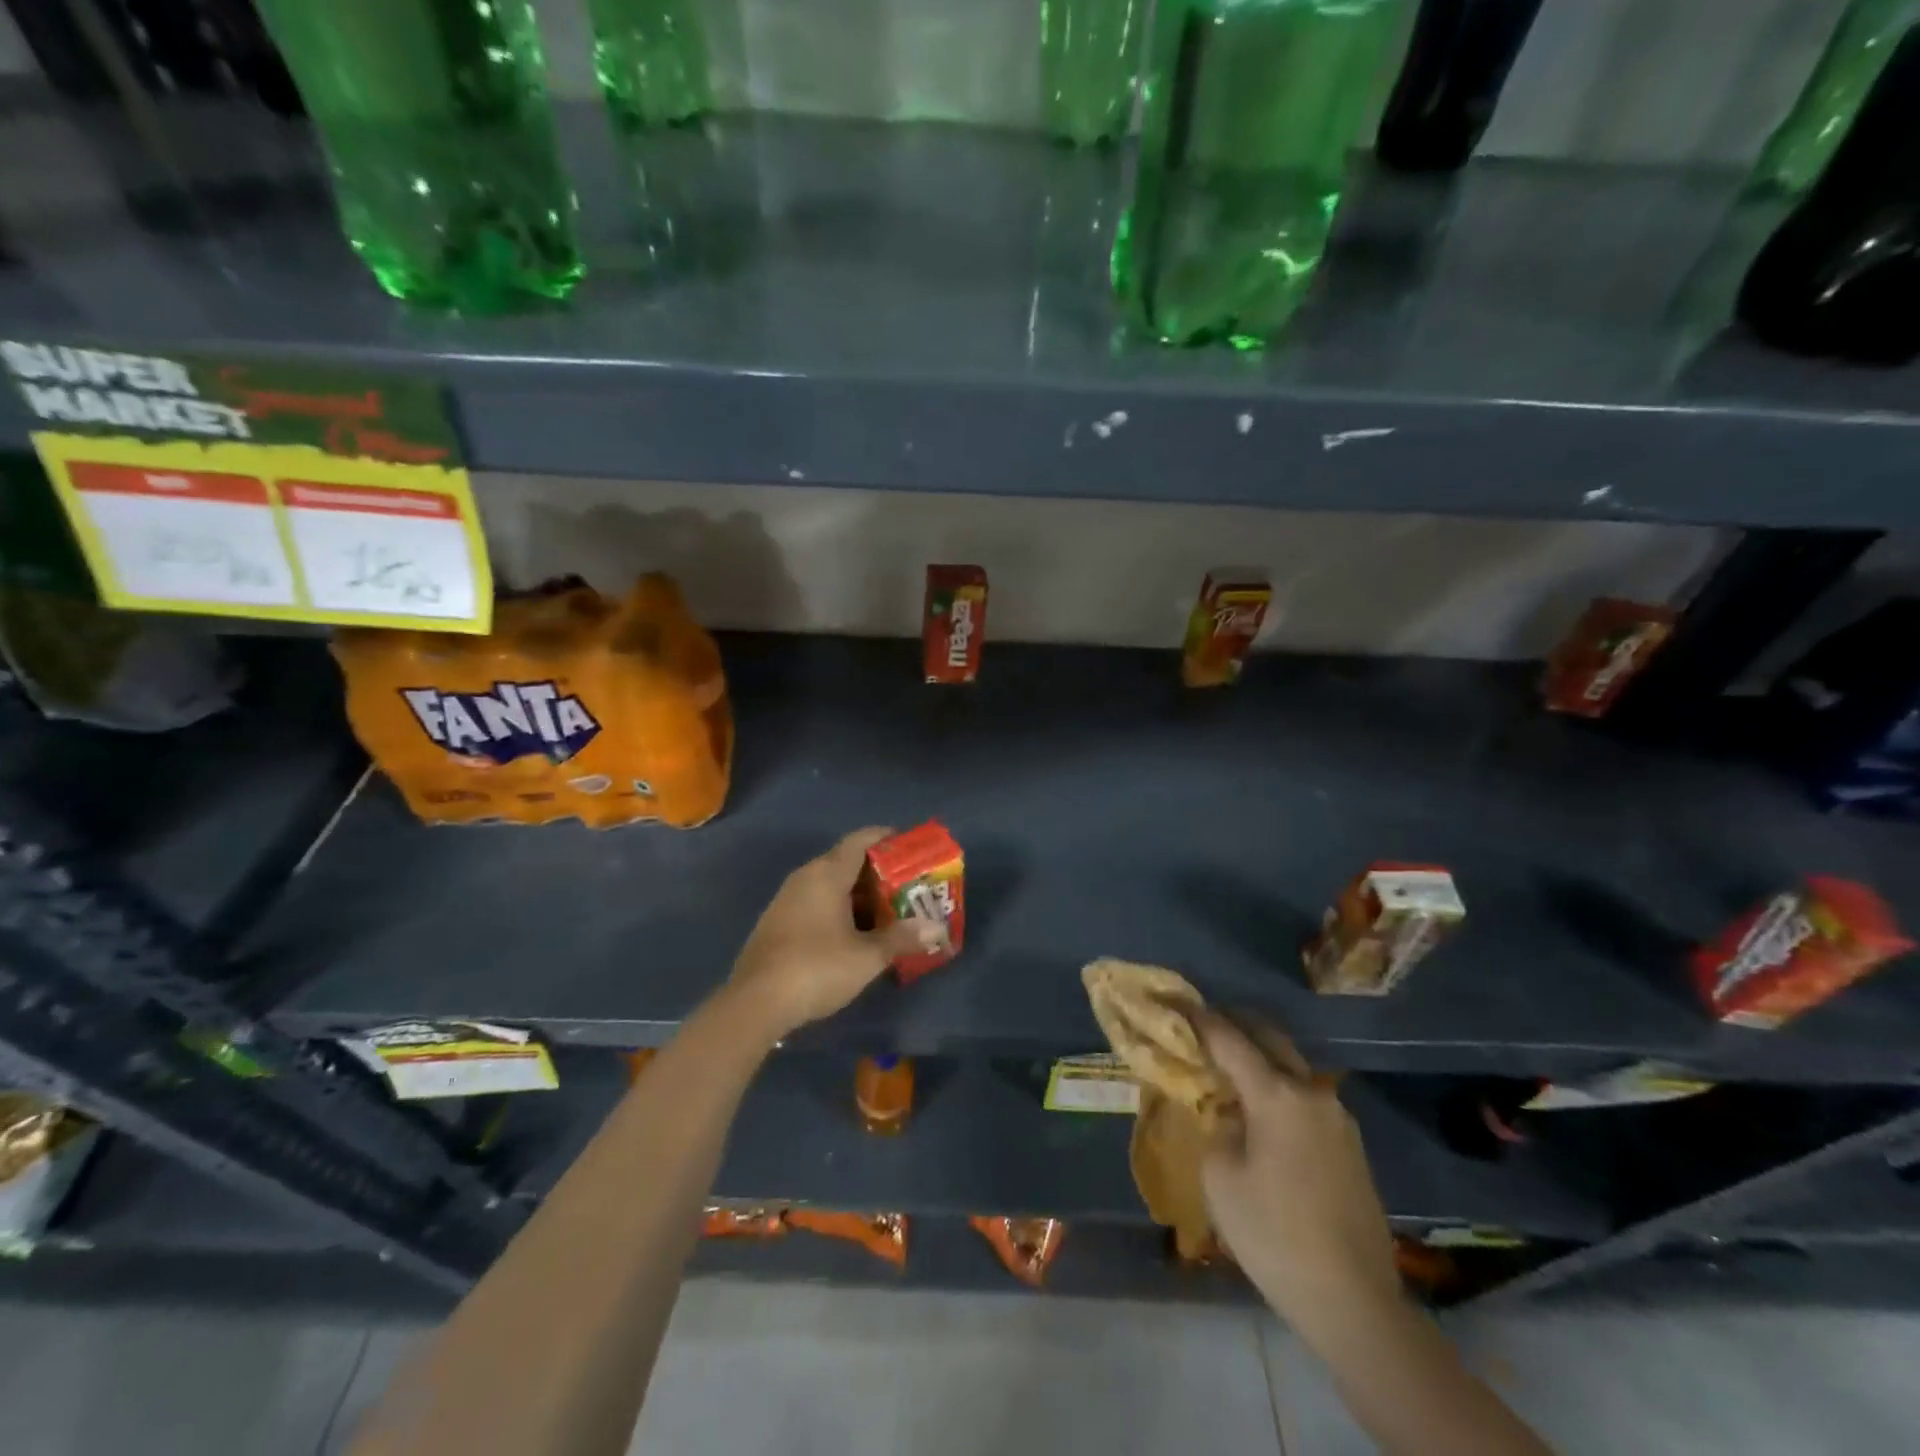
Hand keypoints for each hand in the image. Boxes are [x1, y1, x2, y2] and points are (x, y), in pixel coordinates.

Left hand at [726, 827, 943, 1039]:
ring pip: (830, 886)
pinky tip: (855, 935)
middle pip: (846, 862)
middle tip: (908, 886)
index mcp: (827, 874)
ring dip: (859, 896)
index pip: (860, 841)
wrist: (755, 1003)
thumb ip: (902, 938)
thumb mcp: (867, 956)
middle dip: (878, 873)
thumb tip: (938, 929)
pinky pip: (816, 904)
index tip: (909, 845)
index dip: (885, 838)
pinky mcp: (777, 924)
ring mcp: (786, 901)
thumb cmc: (817, 968)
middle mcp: (805, 878)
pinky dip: (840, 910)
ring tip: (888, 912)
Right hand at [1196, 1012, 1400, 1335]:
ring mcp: (1337, 1118)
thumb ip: (1218, 1128)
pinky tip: (1259, 1111)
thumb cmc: (1274, 1235)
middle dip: (1235, 1024)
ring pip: (1290, 1067)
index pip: (1230, 1039)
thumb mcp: (1220, 1178)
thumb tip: (1228, 1113)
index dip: (1199, 1018)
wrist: (1354, 1302)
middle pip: (1269, 1038)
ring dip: (1259, 1058)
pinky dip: (1277, 1088)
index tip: (1175, 1002)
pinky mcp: (1350, 1145)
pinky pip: (1304, 1098)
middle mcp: (1311, 1093)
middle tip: (1201, 1024)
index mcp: (1276, 1094)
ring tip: (1227, 1068)